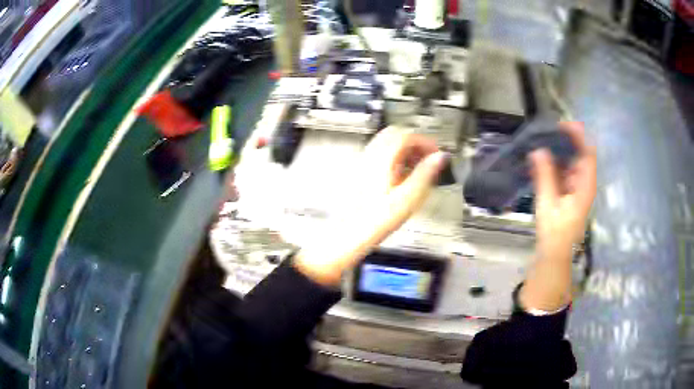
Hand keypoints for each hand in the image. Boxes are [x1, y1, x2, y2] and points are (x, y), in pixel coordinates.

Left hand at [294, 128, 446, 285]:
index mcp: (382, 160)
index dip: (425, 142)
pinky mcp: (361, 174)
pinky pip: (380, 156)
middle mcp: (370, 157)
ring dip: (405, 150)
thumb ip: (425, 174)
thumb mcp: (408, 198)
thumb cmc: (375, 221)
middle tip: (429, 158)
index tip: (436, 153)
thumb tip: (439, 158)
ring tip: (419, 167)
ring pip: (386, 144)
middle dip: (415, 143)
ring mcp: (363, 164)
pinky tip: (402, 176)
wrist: (349, 235)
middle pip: (395, 135)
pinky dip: (395, 159)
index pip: (405, 136)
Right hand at [521, 122, 596, 310]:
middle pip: (579, 154)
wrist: (554, 254)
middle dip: (565, 141)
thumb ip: (545, 176)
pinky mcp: (569, 192)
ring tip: (541, 142)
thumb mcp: (548, 203)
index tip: (561, 125)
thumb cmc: (554, 232)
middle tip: (545, 132)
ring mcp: (577, 187)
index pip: (588, 153)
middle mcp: (584, 183)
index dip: (578, 136)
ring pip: (571, 161)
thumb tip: (538, 150)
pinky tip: (541, 159)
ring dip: (558, 151)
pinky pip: (564, 171)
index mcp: (585, 185)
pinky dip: (554, 163)